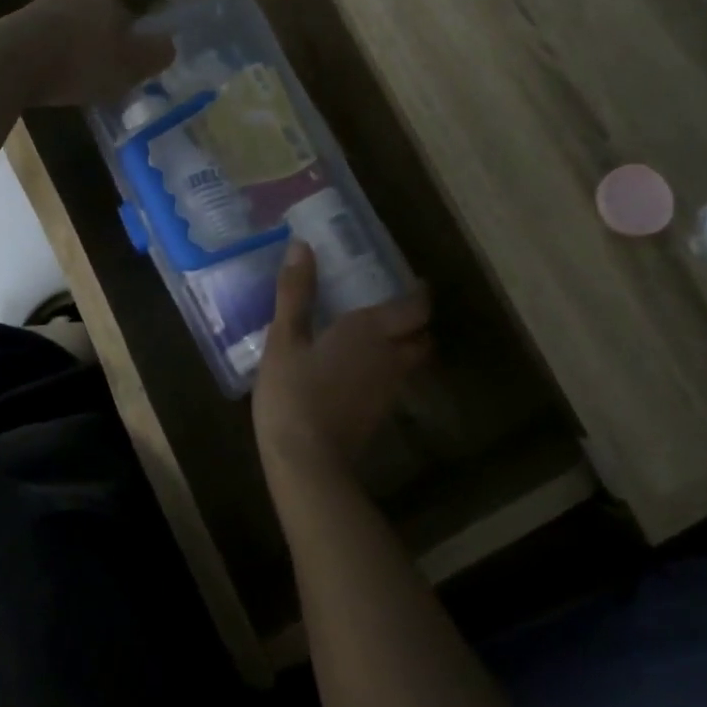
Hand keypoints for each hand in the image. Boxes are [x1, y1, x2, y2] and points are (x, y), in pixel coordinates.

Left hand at [0, 0, 174, 107]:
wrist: (13, 62)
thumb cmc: (81, 63)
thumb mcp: (130, 66)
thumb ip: (155, 54)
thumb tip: (170, 45)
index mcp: (108, 0)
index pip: (128, 18)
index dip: (130, 45)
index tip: (126, 70)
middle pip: (96, 20)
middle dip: (98, 43)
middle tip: (99, 74)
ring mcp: (41, 5)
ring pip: (67, 27)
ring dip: (71, 48)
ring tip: (71, 78)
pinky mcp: (15, 23)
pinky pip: (42, 40)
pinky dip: (47, 55)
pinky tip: (46, 76)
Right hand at [254, 240, 431, 483]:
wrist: (307, 462)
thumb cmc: (294, 392)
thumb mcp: (284, 338)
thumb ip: (295, 292)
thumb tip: (301, 244)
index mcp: (372, 331)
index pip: (416, 307)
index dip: (420, 294)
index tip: (414, 282)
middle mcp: (391, 357)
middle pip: (422, 336)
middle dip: (415, 322)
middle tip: (394, 308)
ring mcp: (388, 389)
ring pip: (410, 361)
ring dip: (404, 346)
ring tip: (377, 335)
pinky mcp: (378, 414)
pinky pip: (393, 382)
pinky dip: (387, 369)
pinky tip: (359, 369)